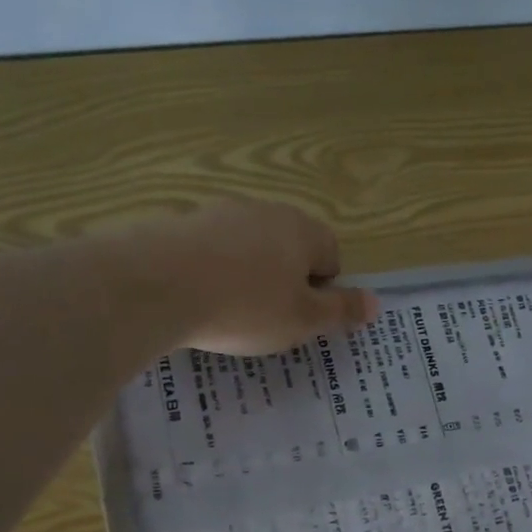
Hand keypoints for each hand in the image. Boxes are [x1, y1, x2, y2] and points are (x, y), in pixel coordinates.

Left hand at [159, 197, 377, 354]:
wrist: (154, 285)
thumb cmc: (246, 306)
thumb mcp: (303, 320)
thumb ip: (341, 310)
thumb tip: (377, 303)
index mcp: (302, 230)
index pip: (331, 255)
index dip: (324, 290)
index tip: (303, 319)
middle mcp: (264, 211)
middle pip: (289, 249)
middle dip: (286, 282)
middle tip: (271, 320)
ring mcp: (218, 213)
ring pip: (248, 250)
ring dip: (247, 277)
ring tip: (230, 314)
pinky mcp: (179, 224)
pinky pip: (210, 253)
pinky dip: (211, 274)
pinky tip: (197, 302)